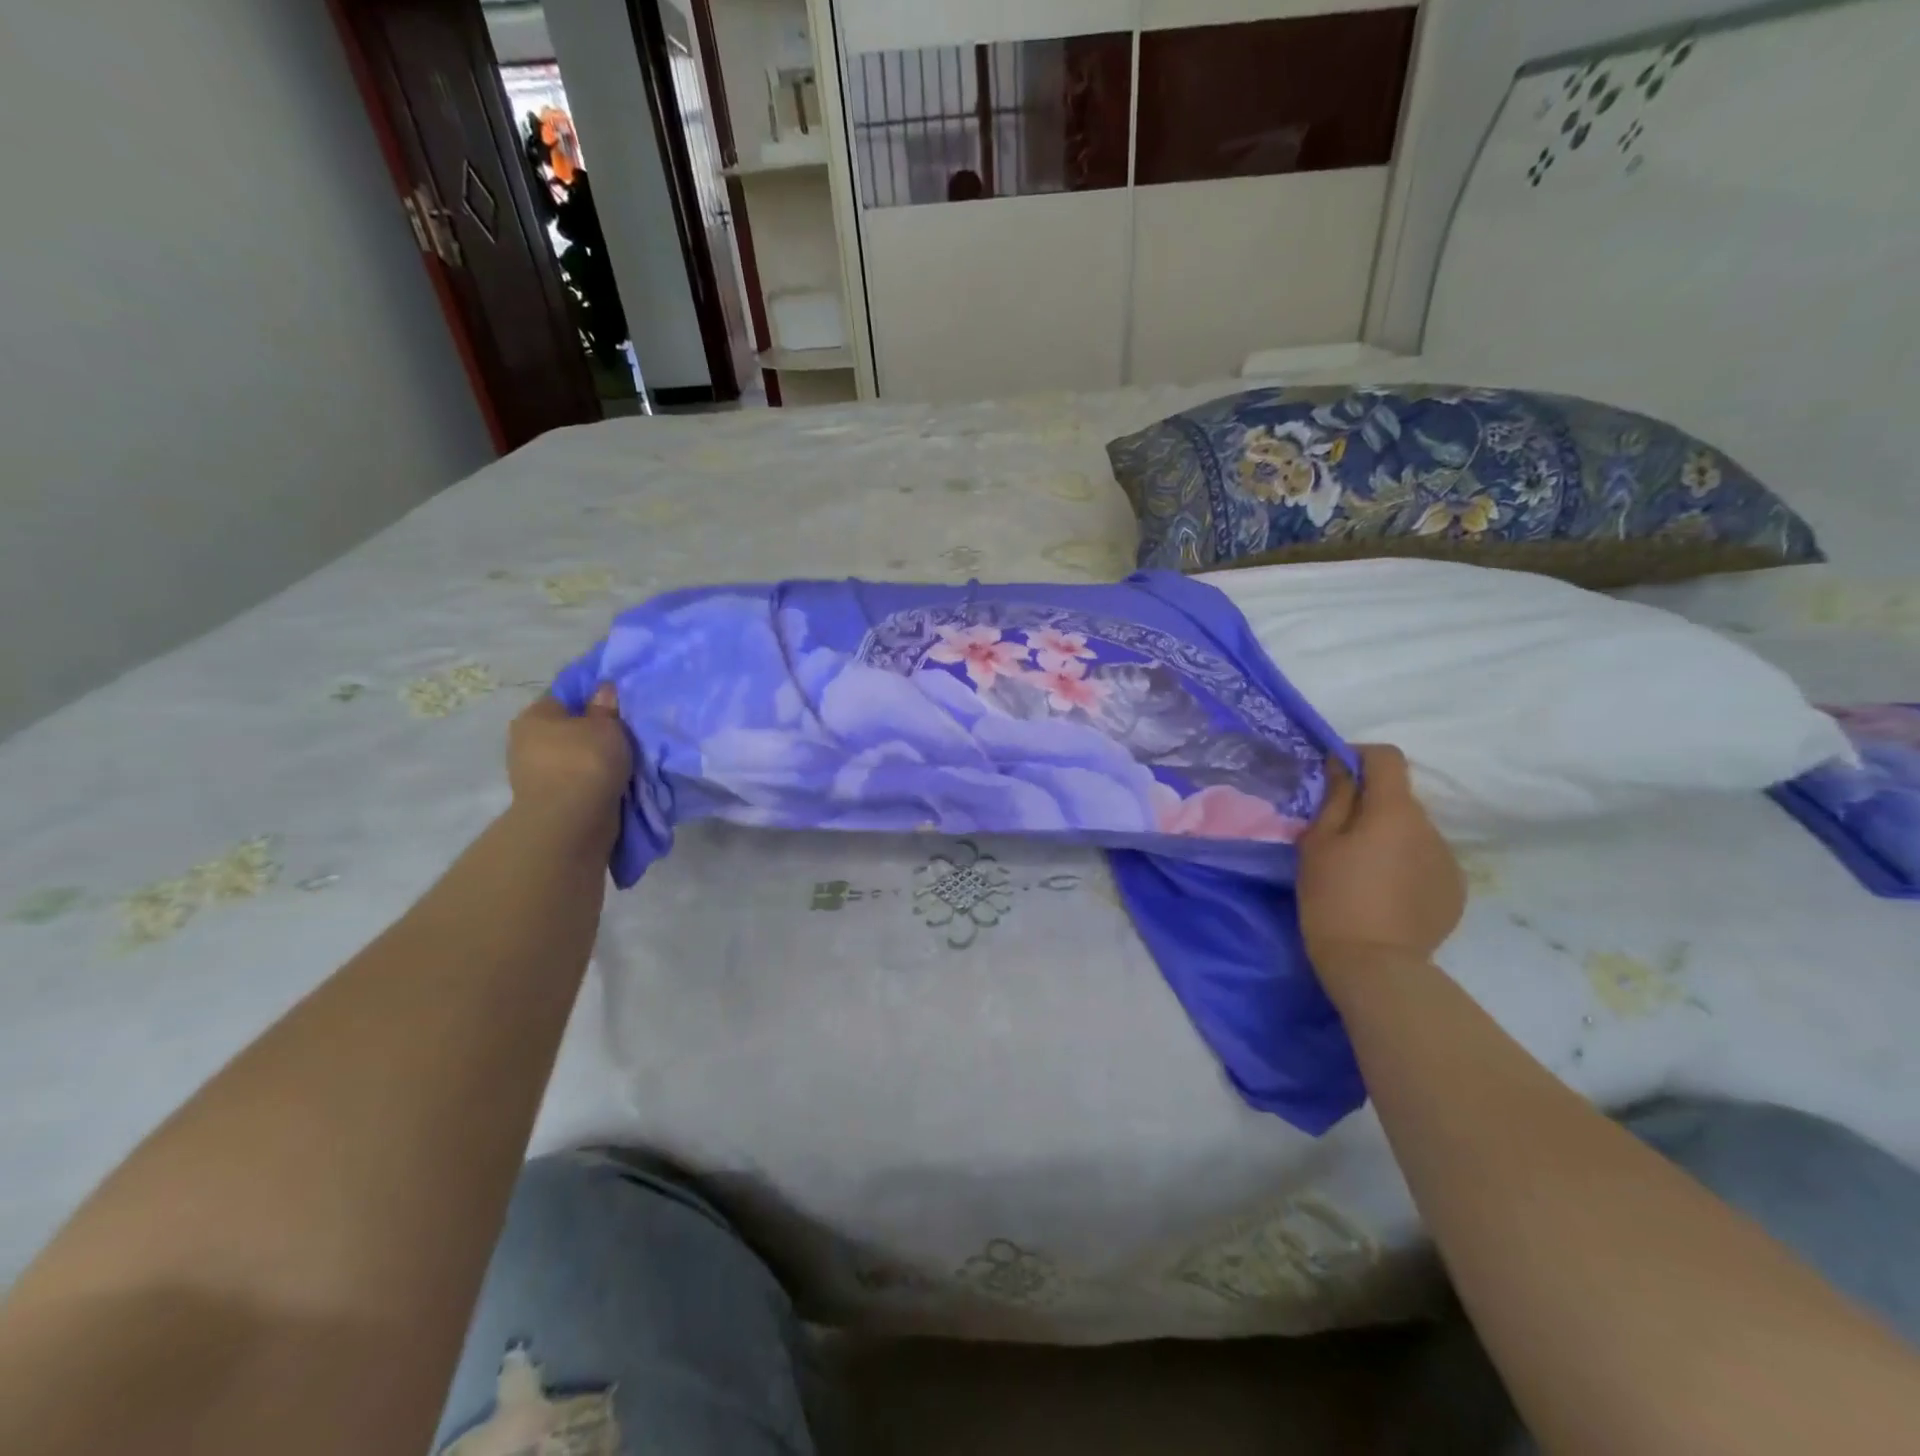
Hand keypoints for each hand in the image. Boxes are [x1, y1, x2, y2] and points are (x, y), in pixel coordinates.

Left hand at [505, 686, 631, 851]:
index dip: (593, 699)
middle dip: (593, 733)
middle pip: (568, 730)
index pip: (565, 697)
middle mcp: (527, 742)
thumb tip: (604, 689)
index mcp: (535, 716)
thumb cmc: (586, 762)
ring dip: (595, 761)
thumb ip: (606, 706)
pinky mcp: (548, 800)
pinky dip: (593, 782)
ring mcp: (535, 774)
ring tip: (625, 761)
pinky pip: (577, 781)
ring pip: (573, 758)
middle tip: (626, 734)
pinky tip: (615, 782)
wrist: (571, 822)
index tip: (618, 707)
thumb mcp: (606, 725)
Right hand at [1298, 744, 1464, 974]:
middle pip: (1399, 799)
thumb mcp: (1318, 843)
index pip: (1388, 758)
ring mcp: (1448, 860)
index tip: (1336, 775)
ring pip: (1413, 832)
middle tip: (1339, 836)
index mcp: (1395, 811)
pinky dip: (1405, 865)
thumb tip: (1344, 765)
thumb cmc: (1333, 897)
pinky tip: (1385, 894)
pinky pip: (1426, 861)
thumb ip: (1336, 798)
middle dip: (1371, 806)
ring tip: (1363, 871)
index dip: (1360, 757)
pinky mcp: (1455, 890)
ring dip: (1389, 837)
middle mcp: (1431, 827)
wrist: (1374, 965)